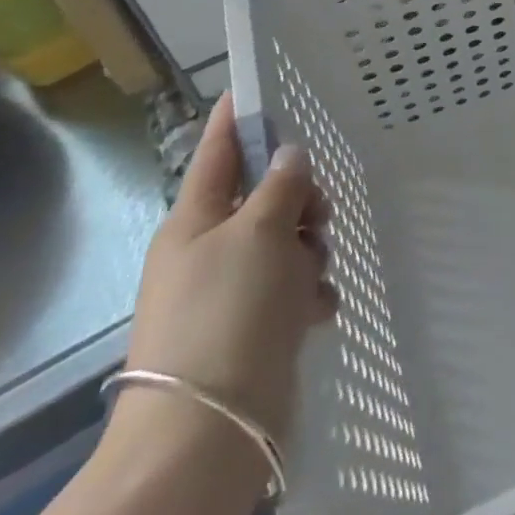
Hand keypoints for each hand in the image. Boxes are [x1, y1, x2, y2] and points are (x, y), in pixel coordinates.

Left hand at [121, 94, 335, 443]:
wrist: (208, 428)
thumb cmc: (228, 312)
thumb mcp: (259, 233)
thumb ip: (280, 187)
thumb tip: (288, 154)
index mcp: (195, 221)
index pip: (217, 152)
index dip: (234, 119)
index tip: (249, 86)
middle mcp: (210, 249)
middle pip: (265, 197)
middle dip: (300, 201)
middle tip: (318, 215)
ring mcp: (232, 290)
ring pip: (287, 242)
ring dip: (311, 251)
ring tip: (314, 276)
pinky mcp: (254, 326)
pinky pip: (293, 288)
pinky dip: (309, 294)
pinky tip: (317, 311)